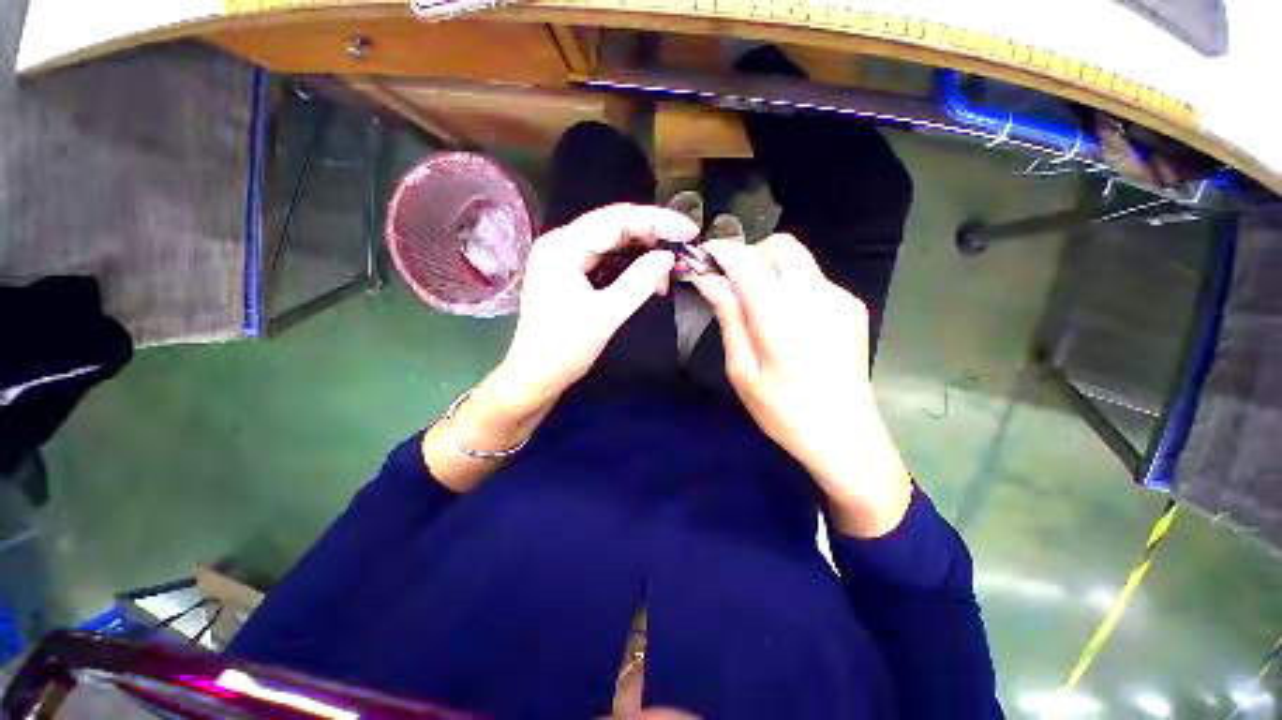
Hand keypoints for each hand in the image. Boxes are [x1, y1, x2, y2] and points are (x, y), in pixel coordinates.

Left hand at [500, 203, 696, 403]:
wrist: (537, 376)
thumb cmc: (565, 348)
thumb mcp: (606, 315)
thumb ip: (638, 282)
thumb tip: (668, 257)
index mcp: (563, 246)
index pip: (616, 219)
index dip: (656, 221)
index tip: (688, 231)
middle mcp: (562, 243)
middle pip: (615, 226)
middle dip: (653, 236)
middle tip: (685, 248)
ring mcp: (566, 258)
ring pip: (614, 243)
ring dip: (644, 252)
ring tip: (672, 266)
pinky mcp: (572, 274)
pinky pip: (608, 260)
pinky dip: (631, 267)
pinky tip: (651, 277)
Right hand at [692, 234, 911, 537]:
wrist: (845, 435)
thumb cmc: (783, 411)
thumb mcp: (743, 370)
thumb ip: (729, 318)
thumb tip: (708, 280)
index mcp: (781, 315)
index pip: (747, 260)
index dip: (721, 252)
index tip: (704, 260)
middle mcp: (816, 295)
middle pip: (780, 245)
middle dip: (750, 255)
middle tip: (732, 285)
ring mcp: (839, 298)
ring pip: (798, 260)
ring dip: (770, 271)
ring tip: (758, 309)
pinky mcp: (852, 306)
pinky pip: (813, 280)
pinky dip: (791, 286)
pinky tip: (788, 322)